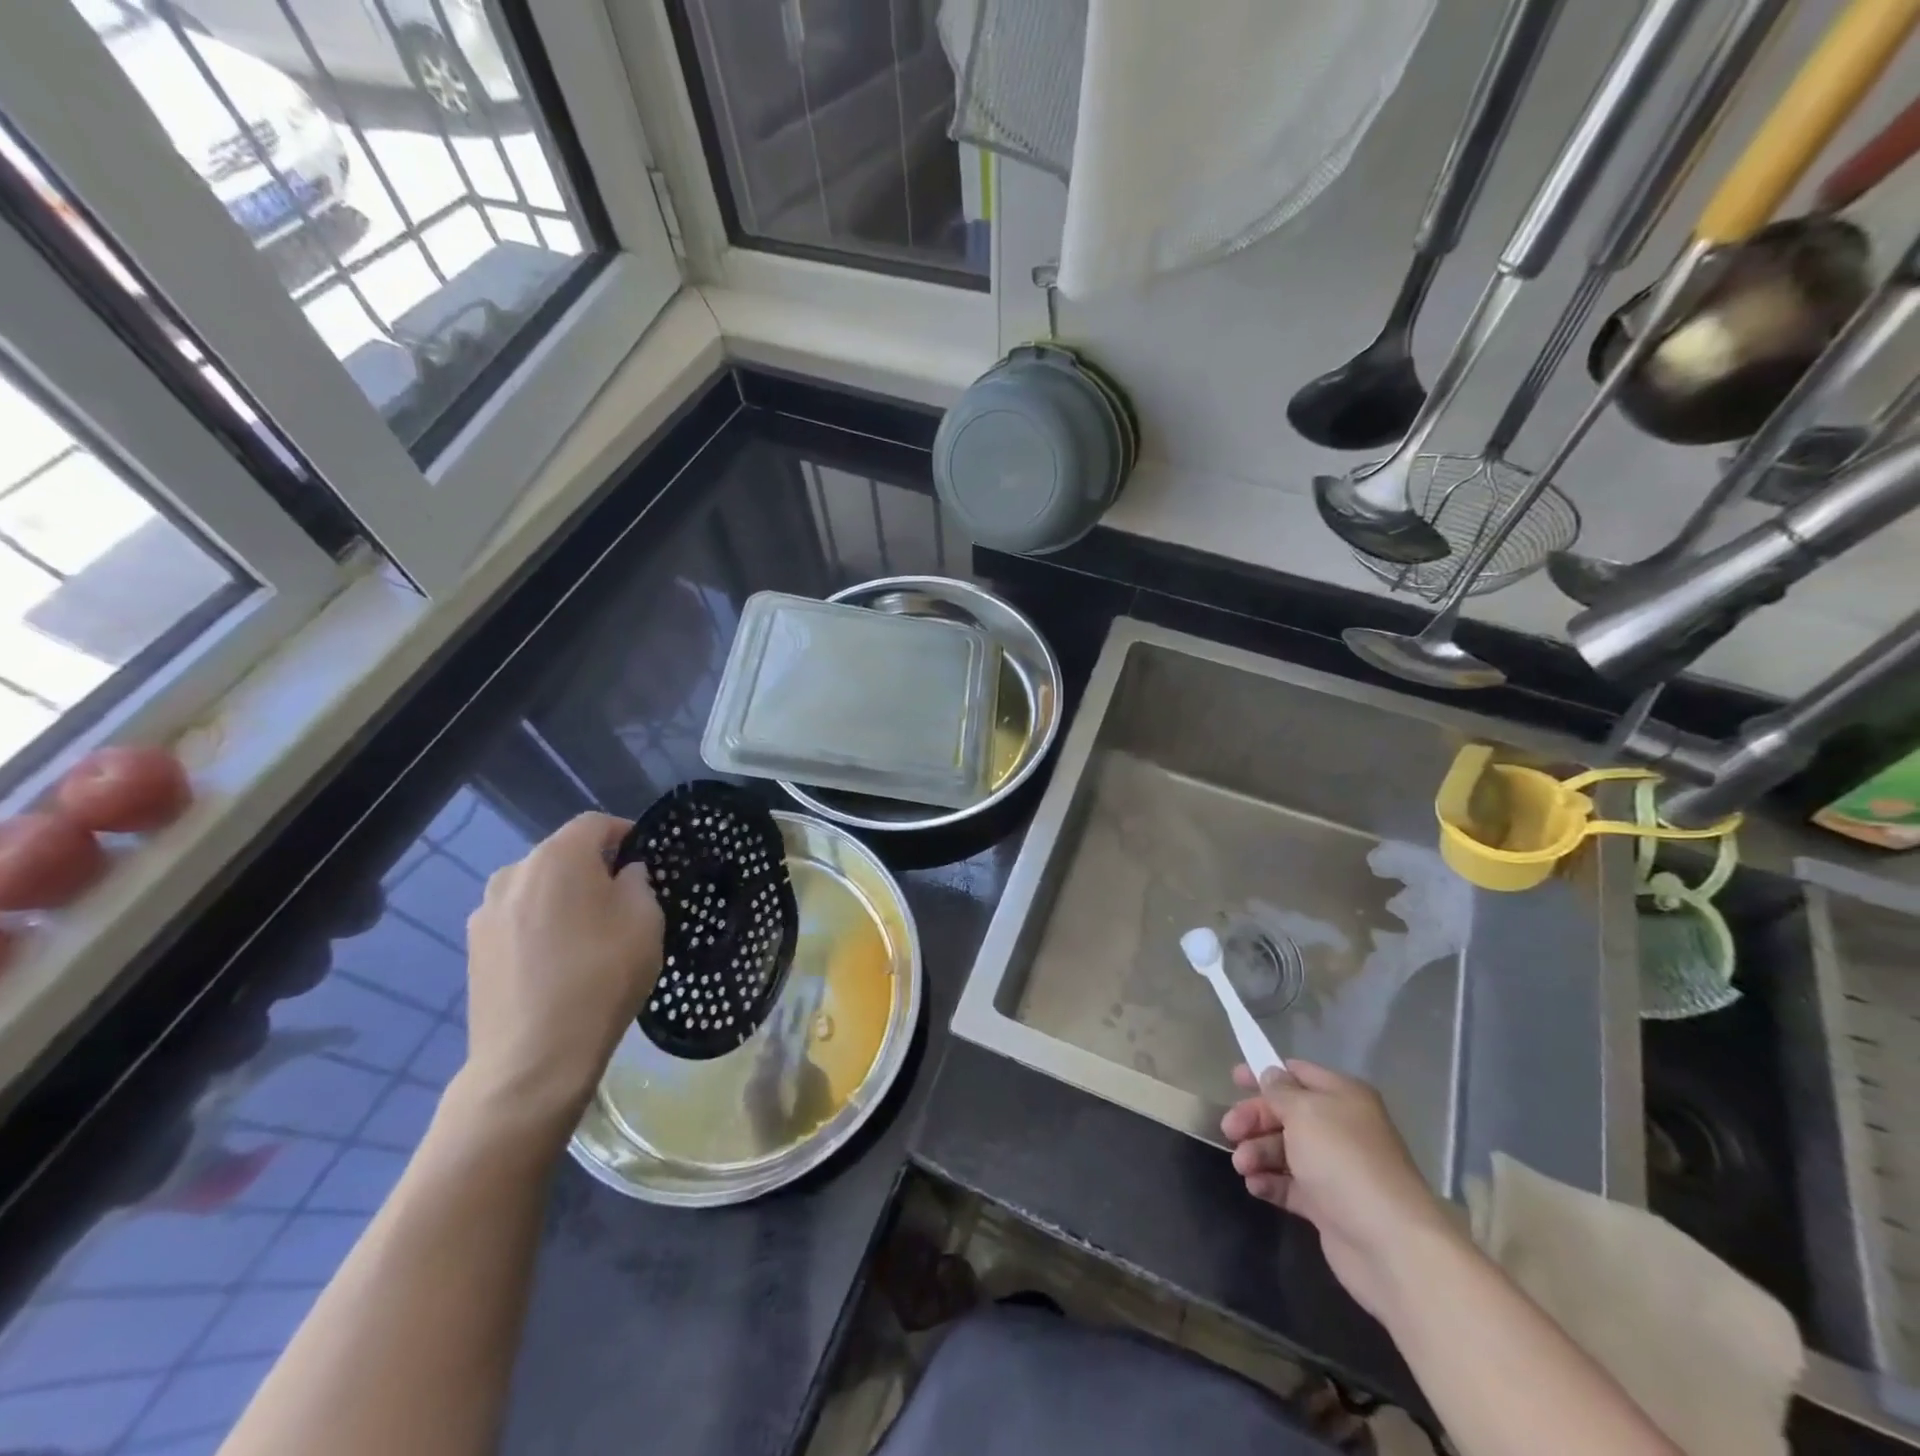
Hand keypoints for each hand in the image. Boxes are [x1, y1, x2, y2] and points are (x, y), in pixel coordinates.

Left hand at [458, 813, 663, 1131]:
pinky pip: (518, 921)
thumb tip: (624, 874)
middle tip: (623, 900)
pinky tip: (559, 962)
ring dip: (563, 898)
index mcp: (558, 857)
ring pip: (537, 889)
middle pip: (562, 854)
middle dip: (593, 868)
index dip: (626, 834)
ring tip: (588, 934)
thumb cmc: (601, 976)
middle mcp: (514, 873)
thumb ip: (638, 882)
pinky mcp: (474, 950)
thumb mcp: (645, 920)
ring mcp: (486, 913)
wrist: (533, 1058)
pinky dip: (540, 927)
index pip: (596, 824)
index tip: (647, 859)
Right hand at [1220, 1060, 1459, 1321]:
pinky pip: (1291, 1185)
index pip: (1298, 1074)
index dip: (1265, 1074)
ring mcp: (1335, 1169)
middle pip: (1286, 1113)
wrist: (1390, 1245)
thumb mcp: (1304, 1112)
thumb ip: (1280, 1091)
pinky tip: (1255, 1186)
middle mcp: (1340, 1128)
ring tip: (1242, 1166)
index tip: (1233, 1078)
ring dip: (1258, 1153)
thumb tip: (1271, 1075)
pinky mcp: (1329, 1206)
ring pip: (1285, 1150)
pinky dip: (1270, 1182)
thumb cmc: (1343, 1161)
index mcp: (1343, 1097)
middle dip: (1255, 1119)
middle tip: (1229, 1130)